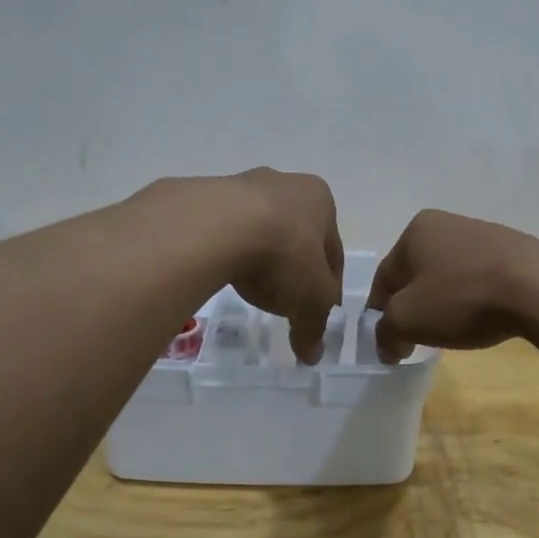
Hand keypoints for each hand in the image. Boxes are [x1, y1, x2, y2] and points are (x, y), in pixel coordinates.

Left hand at [225, 168, 343, 364]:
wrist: (215, 227)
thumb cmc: (282, 255)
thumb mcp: (311, 302)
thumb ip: (314, 328)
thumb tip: (312, 354)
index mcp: (320, 200)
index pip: (333, 251)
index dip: (329, 285)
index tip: (318, 309)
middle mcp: (285, 183)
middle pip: (296, 235)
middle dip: (293, 266)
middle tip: (284, 299)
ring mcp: (242, 184)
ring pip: (259, 229)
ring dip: (258, 256)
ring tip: (248, 288)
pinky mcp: (205, 195)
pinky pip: (223, 231)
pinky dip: (227, 251)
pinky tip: (221, 273)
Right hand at [366, 210, 538, 361]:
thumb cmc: (462, 297)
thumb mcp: (408, 320)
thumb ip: (385, 332)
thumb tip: (386, 344)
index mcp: (416, 230)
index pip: (385, 278)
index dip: (380, 314)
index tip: (389, 342)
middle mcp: (447, 223)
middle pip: (417, 275)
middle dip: (414, 307)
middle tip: (419, 338)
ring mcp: (483, 234)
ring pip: (449, 276)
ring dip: (444, 303)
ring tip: (454, 330)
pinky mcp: (513, 250)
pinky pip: (479, 279)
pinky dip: (474, 299)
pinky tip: (483, 317)